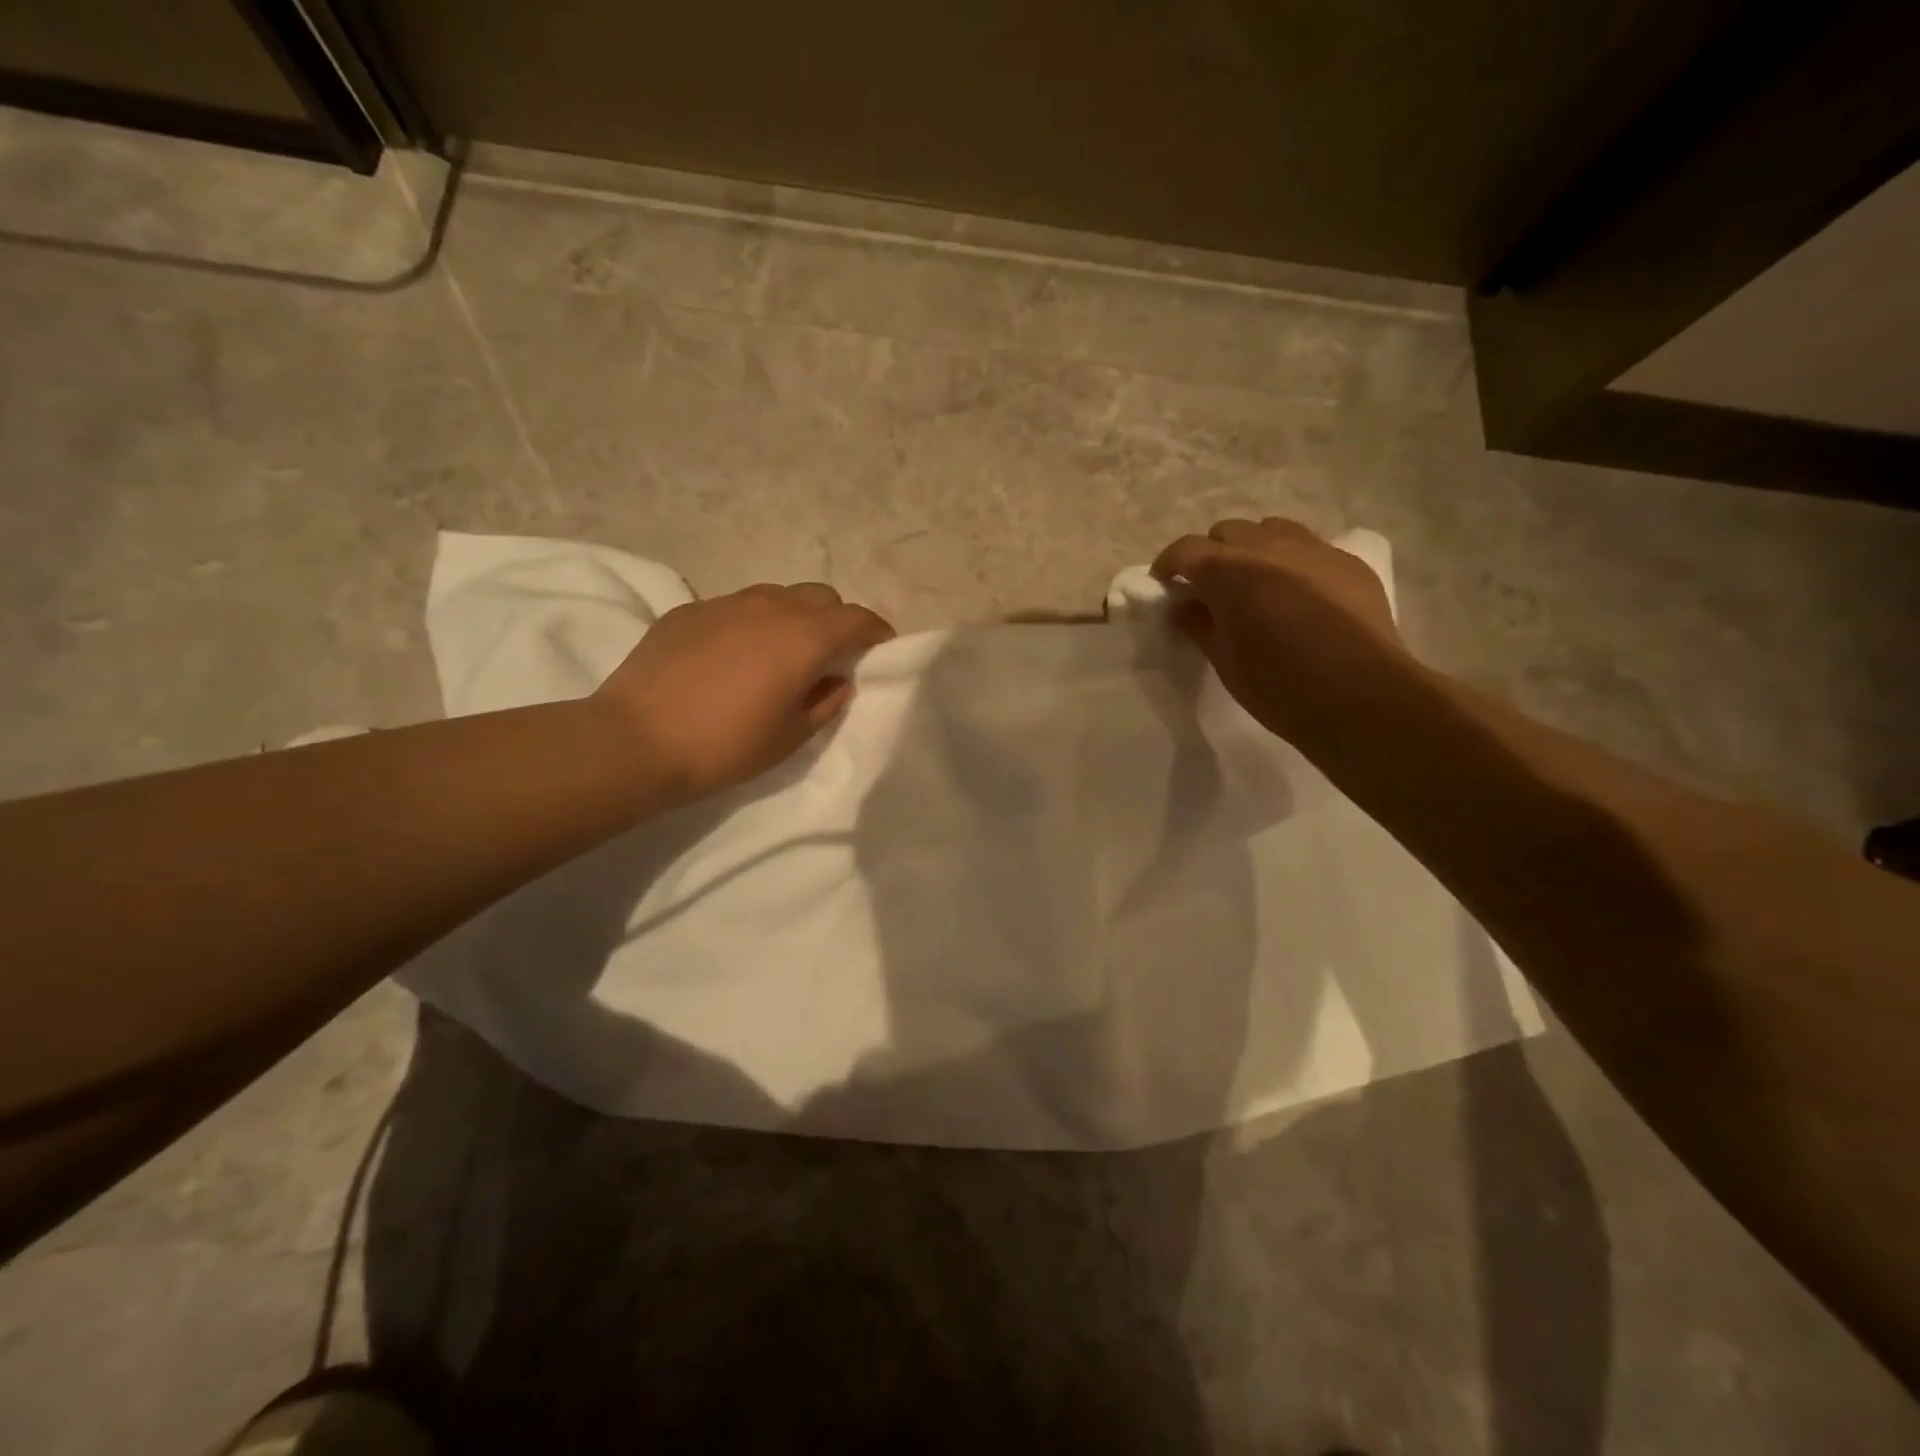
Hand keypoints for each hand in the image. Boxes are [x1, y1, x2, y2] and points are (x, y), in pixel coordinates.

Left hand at [592, 583, 894, 801]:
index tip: (880, 649)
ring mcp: (725, 603)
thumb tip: (837, 680)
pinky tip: (732, 656)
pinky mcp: (689, 610)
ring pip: (777, 595)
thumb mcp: (790, 736)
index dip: (876, 631)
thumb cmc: (726, 746)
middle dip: (835, 620)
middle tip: (829, 655)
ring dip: (793, 617)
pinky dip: (751, 623)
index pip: (856, 619)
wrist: (636, 741)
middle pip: (820, 596)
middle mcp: (770, 607)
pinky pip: (736, 606)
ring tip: (780, 653)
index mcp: (804, 638)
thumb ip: (825, 702)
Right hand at [1152, 518, 1406, 742]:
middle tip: (1211, 590)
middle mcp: (1268, 546)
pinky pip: (1309, 547)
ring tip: (1256, 583)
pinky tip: (1298, 594)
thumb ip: (1199, 625)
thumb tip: (1186, 605)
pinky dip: (1291, 561)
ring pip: (1270, 529)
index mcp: (1227, 570)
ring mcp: (1313, 549)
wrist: (1361, 697)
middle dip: (1211, 555)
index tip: (1165, 585)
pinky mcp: (1348, 562)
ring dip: (1253, 549)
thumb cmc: (1278, 685)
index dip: (1168, 565)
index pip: (1184, 550)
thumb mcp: (1224, 661)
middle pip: (1227, 532)